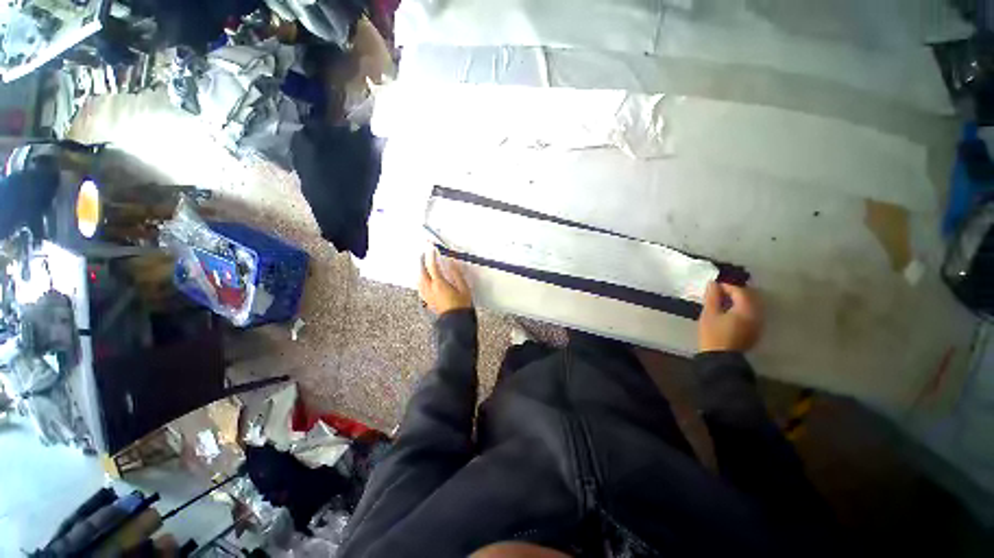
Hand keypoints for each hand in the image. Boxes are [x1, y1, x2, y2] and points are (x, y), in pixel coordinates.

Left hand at [419, 248, 472, 314]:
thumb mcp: (463, 288)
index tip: (431, 247)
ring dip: (420, 270)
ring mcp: (426, 295)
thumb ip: (456, 274)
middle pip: (421, 271)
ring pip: (419, 279)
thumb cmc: (461, 306)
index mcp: (439, 284)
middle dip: (422, 261)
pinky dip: (420, 279)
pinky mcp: (426, 301)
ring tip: (424, 265)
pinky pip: (420, 287)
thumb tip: (451, 263)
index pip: (432, 266)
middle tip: (425, 254)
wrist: (455, 322)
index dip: (430, 255)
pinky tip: (423, 280)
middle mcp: (429, 289)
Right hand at [698, 281, 762, 352]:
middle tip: (719, 292)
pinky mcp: (755, 331)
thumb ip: (712, 297)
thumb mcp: (709, 314)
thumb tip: (713, 283)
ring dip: (739, 300)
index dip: (727, 286)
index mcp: (746, 310)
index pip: (740, 291)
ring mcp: (758, 324)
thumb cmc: (713, 334)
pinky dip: (742, 309)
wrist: (720, 358)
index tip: (714, 286)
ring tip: (724, 302)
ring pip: (752, 305)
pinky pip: (751, 314)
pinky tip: (730, 312)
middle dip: (735, 292)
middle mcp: (757, 315)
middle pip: (750, 297)